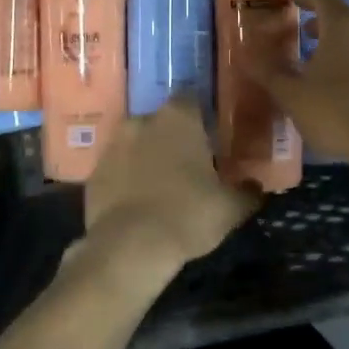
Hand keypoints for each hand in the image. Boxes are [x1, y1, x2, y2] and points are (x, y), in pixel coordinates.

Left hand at [81, 99, 260, 281]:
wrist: (129, 248)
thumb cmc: (187, 215)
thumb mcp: (230, 208)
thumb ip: (246, 191)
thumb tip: (255, 186)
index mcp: (178, 117)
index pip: (192, 100)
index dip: (202, 119)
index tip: (211, 140)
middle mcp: (142, 120)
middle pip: (163, 121)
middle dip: (174, 139)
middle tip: (189, 167)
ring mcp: (113, 144)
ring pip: (136, 143)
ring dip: (147, 157)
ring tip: (162, 187)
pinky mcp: (93, 172)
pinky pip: (117, 168)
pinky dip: (126, 179)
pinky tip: (138, 203)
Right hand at [234, 0, 348, 165]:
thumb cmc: (339, 111)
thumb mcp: (293, 95)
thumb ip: (269, 72)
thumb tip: (245, 53)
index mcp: (343, 24)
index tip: (293, 3)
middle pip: (345, 18)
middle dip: (322, 27)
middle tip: (303, 39)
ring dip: (343, 48)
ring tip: (324, 70)